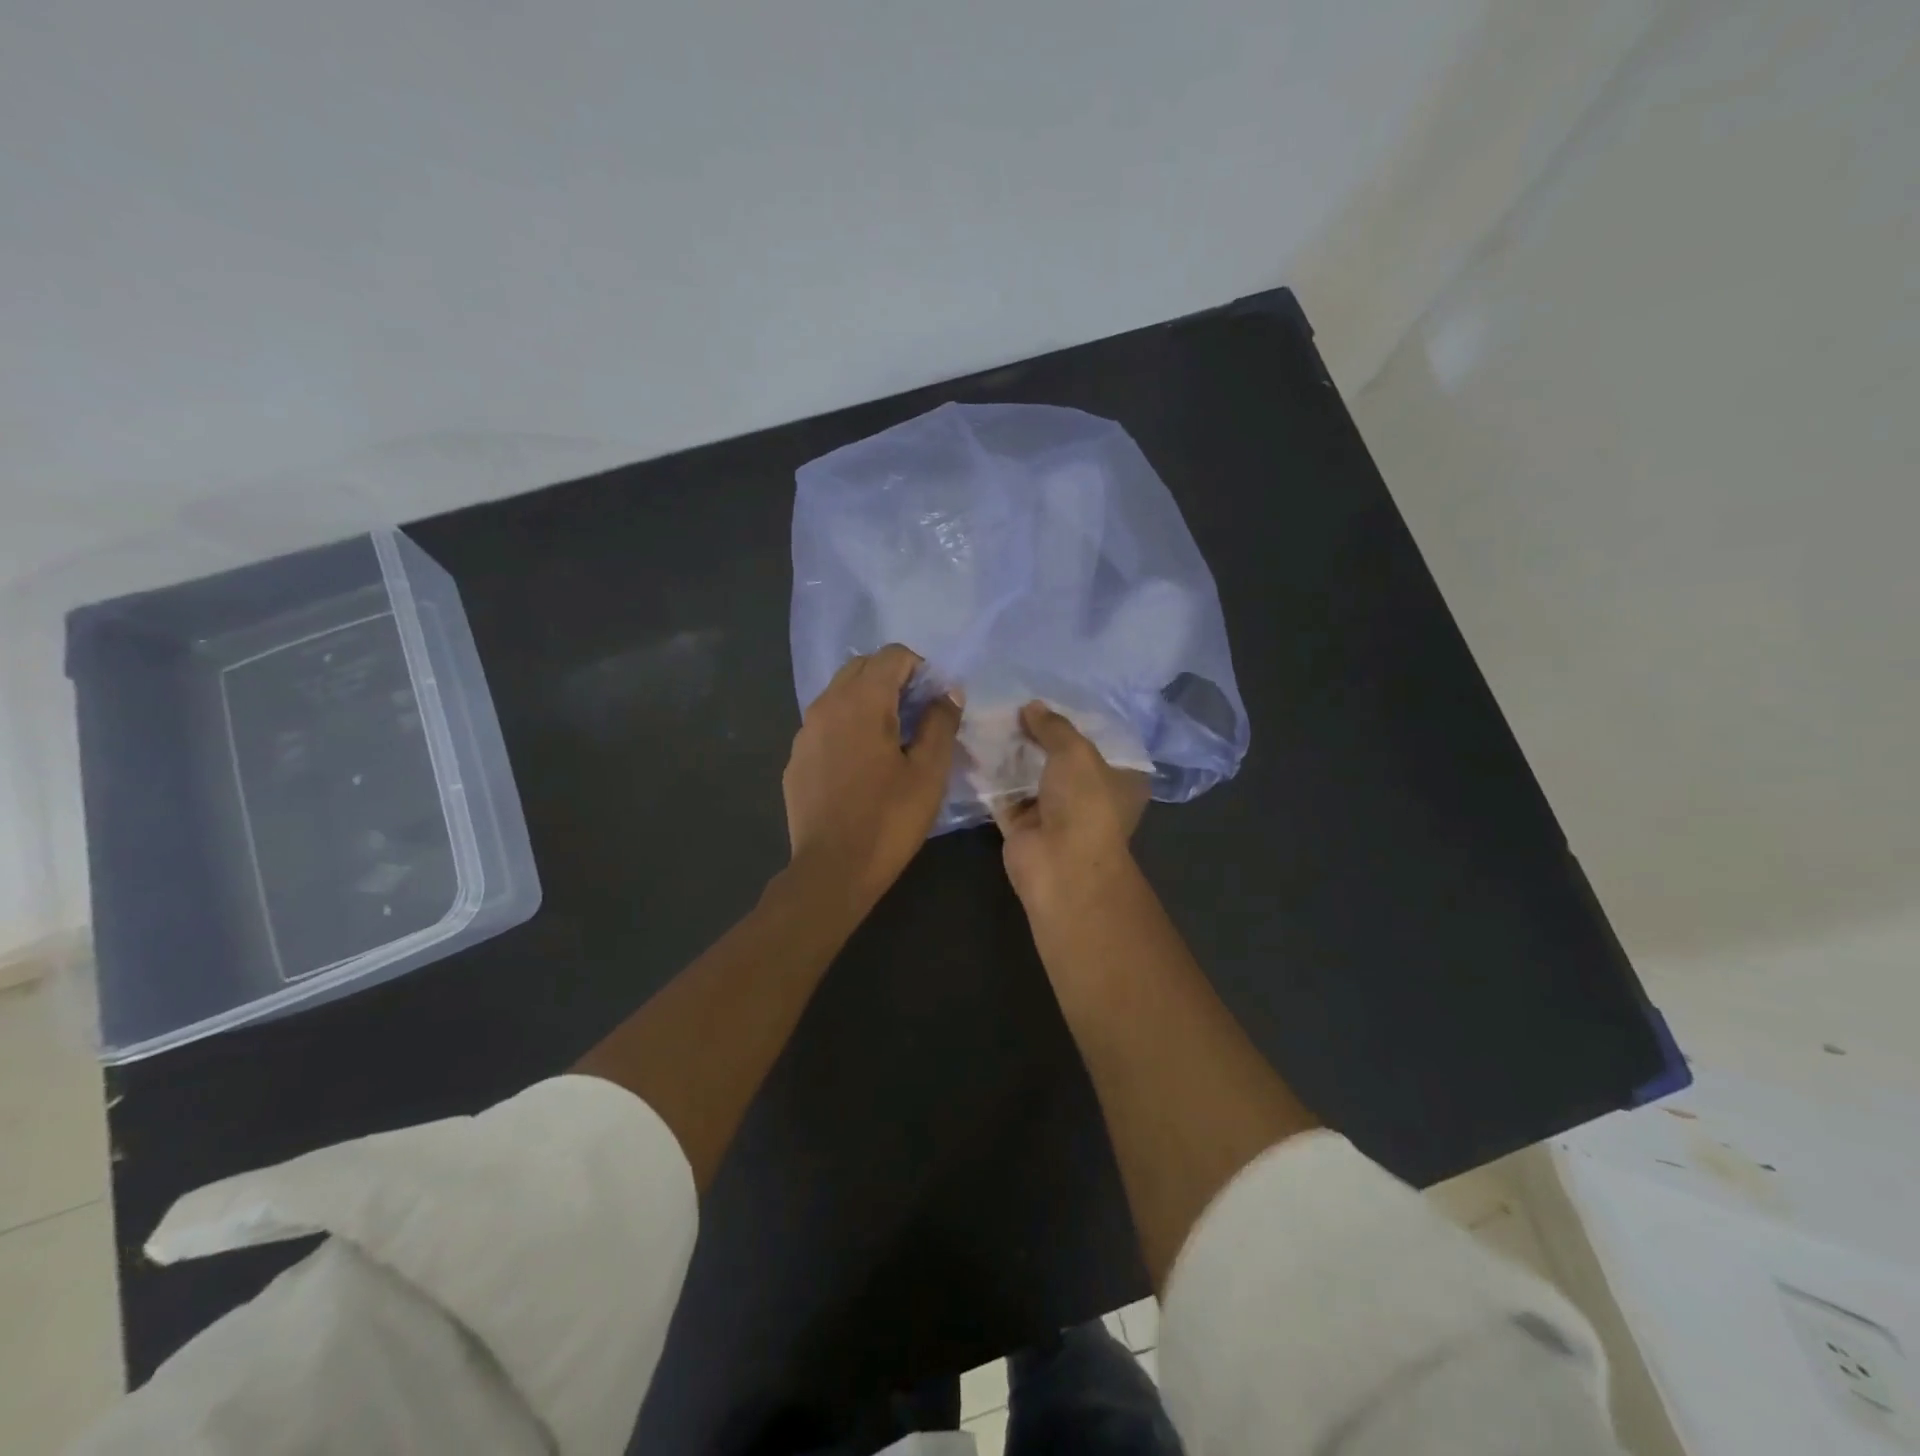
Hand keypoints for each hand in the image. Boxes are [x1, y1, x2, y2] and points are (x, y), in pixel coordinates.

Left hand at [784, 644, 960, 913]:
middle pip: (862, 667)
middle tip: (917, 715)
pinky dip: (847, 726)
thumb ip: (941, 722)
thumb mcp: (929, 772)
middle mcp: (826, 704)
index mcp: (862, 701)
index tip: (935, 701)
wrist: (832, 870)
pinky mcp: (796, 758)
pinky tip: (861, 765)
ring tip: (891, 740)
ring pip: (839, 694)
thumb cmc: (889, 819)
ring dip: (868, 701)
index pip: (892, 655)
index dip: (920, 669)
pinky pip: (825, 724)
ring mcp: (805, 731)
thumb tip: (948, 691)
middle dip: (892, 679)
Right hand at [990, 702, 1150, 916]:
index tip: (1051, 698)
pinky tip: (974, 747)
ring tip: (990, 718)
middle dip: (1038, 735)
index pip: (1100, 743)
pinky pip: (1004, 795)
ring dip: (1012, 753)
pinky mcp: (1023, 827)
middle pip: (1060, 758)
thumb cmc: (1085, 802)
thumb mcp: (1075, 752)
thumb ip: (1053, 726)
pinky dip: (991, 777)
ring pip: (1030, 776)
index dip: (1077, 720)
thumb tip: (1031, 706)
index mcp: (1120, 779)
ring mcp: (1054, 813)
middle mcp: (1089, 796)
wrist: (1061, 865)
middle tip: (1012, 704)